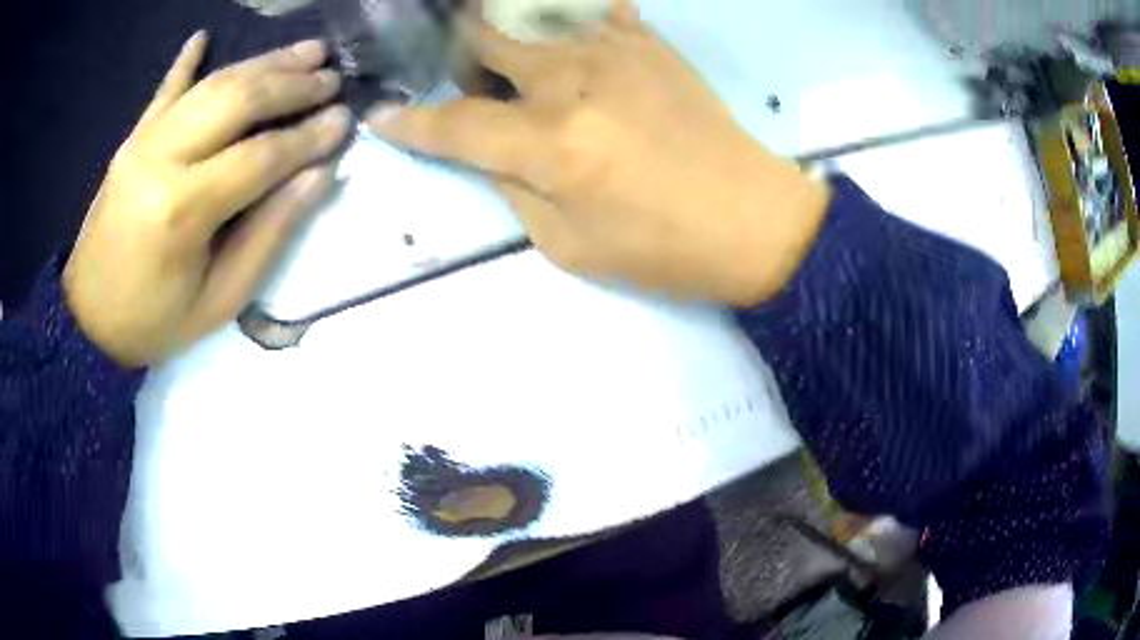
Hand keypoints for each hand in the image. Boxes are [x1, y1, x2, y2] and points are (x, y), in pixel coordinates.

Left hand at [65, 32, 349, 366]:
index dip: (308, 137)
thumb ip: (268, 235)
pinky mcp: (132, 139)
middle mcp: (162, 159)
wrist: (89, 321)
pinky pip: (165, 90)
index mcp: (183, 211)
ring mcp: (143, 141)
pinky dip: (187, 61)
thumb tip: (318, 176)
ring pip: (213, 84)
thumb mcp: (219, 300)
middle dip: (292, 84)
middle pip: (238, 101)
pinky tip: (203, 37)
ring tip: (307, 51)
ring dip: (264, 62)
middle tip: (332, 77)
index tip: (346, 121)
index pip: (261, 156)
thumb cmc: (155, 321)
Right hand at [368, 1, 828, 305]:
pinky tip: (566, 31)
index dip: (409, 123)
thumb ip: (513, 189)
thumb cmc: (664, 250)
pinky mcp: (649, 45)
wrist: (755, 221)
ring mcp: (614, 53)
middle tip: (462, 74)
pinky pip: (596, 10)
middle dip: (459, 54)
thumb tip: (484, 150)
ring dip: (505, 29)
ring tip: (503, 46)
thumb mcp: (570, 247)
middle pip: (485, 41)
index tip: (382, 118)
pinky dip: (570, 16)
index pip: (454, 123)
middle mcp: (572, 82)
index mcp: (550, 145)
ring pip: (532, 17)